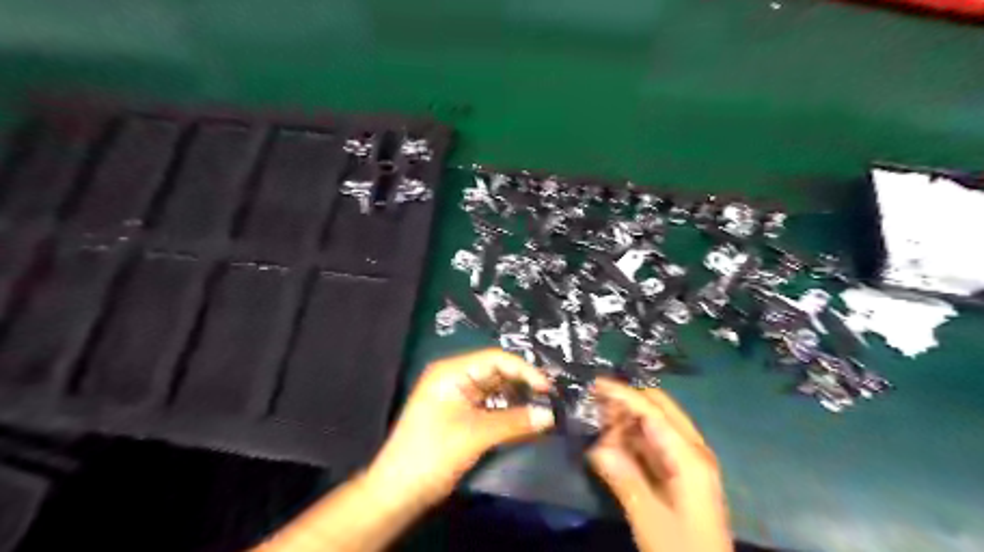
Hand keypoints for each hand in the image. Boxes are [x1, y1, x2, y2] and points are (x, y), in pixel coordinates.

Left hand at [367, 350, 555, 504]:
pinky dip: (507, 411)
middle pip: (496, 372)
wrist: (398, 491)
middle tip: (550, 398)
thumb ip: (515, 422)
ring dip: (517, 398)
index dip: (524, 370)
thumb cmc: (433, 454)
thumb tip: (550, 415)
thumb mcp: (476, 435)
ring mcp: (456, 395)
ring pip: (495, 389)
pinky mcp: (459, 414)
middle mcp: (454, 377)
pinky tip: (525, 419)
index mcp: (452, 371)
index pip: (495, 359)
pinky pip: (489, 405)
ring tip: (543, 408)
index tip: (548, 388)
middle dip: (523, 383)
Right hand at [582, 379, 729, 550]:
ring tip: (599, 424)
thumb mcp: (649, 517)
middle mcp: (693, 449)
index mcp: (689, 456)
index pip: (652, 411)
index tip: (595, 384)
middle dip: (627, 402)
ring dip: (629, 420)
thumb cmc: (682, 549)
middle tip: (595, 406)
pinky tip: (614, 444)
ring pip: (657, 424)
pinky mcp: (682, 473)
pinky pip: (656, 443)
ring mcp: (689, 461)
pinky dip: (634, 438)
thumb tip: (596, 447)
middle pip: (659, 409)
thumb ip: (623, 478)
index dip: (623, 394)